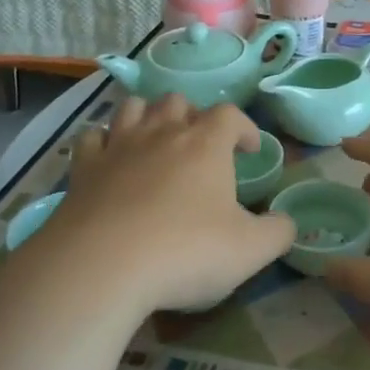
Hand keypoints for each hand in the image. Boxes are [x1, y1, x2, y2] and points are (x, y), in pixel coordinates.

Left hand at [33, 94, 294, 314]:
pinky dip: (104, 141)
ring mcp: (118, 146)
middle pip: (179, 101)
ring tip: (157, 141)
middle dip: (193, 117)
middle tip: (200, 147)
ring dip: (149, 117)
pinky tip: (110, 159)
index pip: (230, 115)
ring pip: (134, 107)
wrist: (100, 268)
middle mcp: (163, 133)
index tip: (249, 150)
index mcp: (206, 145)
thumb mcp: (250, 250)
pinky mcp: (82, 169)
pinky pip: (92, 137)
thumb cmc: (185, 252)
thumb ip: (278, 232)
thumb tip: (287, 222)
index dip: (244, 128)